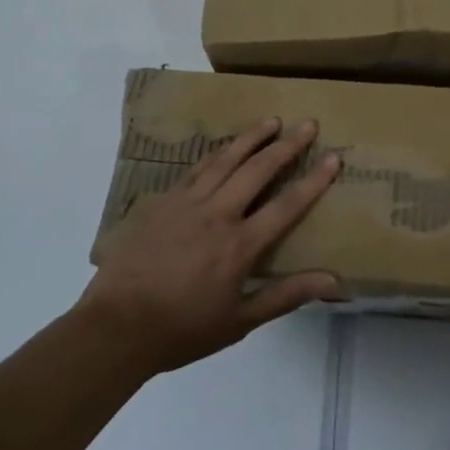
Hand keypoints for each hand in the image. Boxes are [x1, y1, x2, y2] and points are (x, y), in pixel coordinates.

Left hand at [74, 118, 343, 375]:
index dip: (313, 181)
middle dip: (287, 145)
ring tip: (271, 120)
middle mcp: (217, 214)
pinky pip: (194, 170)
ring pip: (224, 160)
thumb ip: (285, 295)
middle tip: (308, 124)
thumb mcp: (239, 322)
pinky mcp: (161, 202)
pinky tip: (223, 147)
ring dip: (251, 138)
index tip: (333, 158)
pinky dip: (215, 154)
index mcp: (239, 245)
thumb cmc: (181, 329)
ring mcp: (186, 203)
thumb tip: (332, 281)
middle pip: (258, 170)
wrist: (115, 327)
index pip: (286, 206)